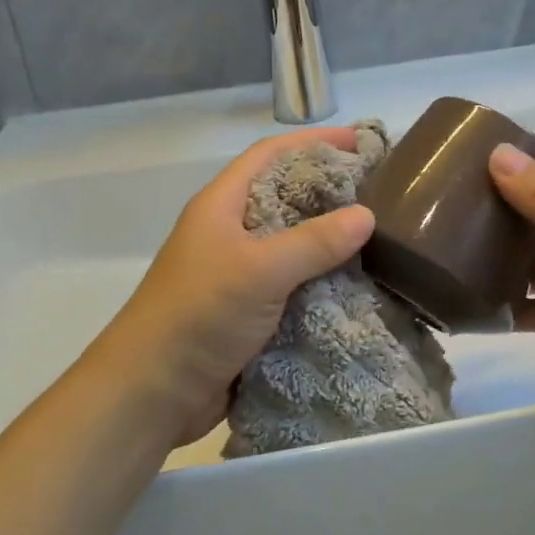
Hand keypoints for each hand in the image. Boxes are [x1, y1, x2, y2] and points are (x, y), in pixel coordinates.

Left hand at [86, 128, 375, 446]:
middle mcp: (231, 231)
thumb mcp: (258, 271)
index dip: (313, 142)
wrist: (153, 392)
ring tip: (381, 236)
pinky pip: (295, 284)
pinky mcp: (250, 310)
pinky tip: (359, 283)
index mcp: (222, 205)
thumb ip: (314, 242)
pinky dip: (324, 280)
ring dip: (331, 239)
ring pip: (293, 243)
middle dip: (329, 190)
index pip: (270, 154)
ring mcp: (239, 273)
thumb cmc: (198, 315)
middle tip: (381, 191)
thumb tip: (367, 215)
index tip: (360, 142)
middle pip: (285, 196)